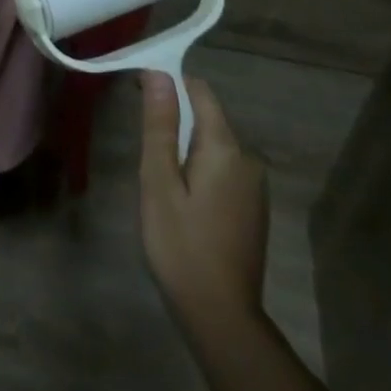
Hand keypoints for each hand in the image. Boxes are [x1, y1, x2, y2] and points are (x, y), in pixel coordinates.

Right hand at [139, 71, 268, 344]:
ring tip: (158, 183)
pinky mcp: (253, 207)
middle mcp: (248, 158)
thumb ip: (160, 127)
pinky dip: (198, 170)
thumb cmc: (181, 246)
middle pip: (206, 118)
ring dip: (184, 149)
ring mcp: (254, 185)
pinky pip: (222, 169)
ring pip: (213, 146)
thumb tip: (158, 74)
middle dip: (173, 122)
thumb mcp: (159, 183)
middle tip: (143, 155)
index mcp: (226, 147)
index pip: (199, 91)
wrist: (221, 316)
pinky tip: (181, 202)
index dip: (168, 83)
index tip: (136, 94)